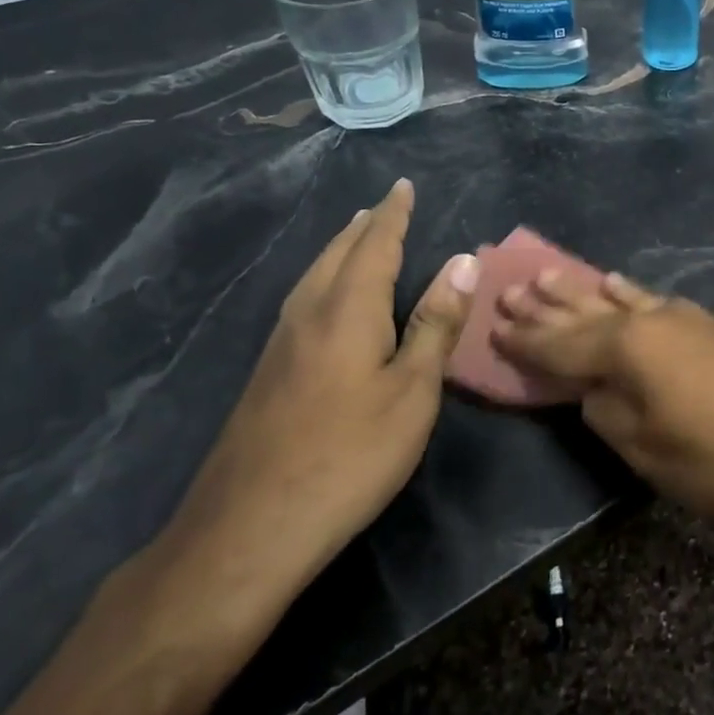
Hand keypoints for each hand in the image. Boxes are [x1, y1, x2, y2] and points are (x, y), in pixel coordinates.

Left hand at [152, 178, 478, 621]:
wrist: (249, 529)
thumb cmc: (349, 455)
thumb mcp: (412, 391)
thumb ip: (435, 324)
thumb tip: (464, 260)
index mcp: (347, 309)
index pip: (375, 244)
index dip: (393, 214)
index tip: (403, 186)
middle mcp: (309, 313)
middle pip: (337, 254)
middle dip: (363, 226)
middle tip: (382, 205)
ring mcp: (280, 344)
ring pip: (313, 276)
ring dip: (339, 249)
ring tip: (355, 236)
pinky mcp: (267, 373)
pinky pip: (302, 300)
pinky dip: (324, 278)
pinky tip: (325, 299)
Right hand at [491, 271, 713, 537]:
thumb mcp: (644, 447)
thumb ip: (605, 410)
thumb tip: (591, 388)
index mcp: (626, 347)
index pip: (560, 343)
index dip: (525, 339)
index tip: (492, 325)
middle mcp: (649, 320)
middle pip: (586, 310)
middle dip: (547, 303)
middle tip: (511, 285)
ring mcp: (682, 318)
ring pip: (619, 299)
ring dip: (583, 289)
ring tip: (551, 272)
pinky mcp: (708, 327)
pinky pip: (654, 302)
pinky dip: (631, 294)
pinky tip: (619, 283)